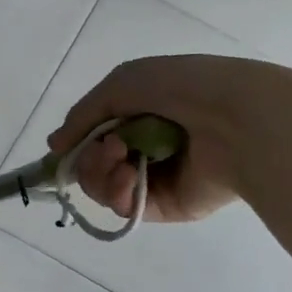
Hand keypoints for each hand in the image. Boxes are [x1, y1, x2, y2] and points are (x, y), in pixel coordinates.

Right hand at [48, 55, 245, 222]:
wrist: (236, 117)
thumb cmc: (182, 88)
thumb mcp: (121, 84)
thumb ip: (83, 115)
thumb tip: (55, 146)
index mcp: (140, 117)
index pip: (95, 139)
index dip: (78, 144)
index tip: (67, 146)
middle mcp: (146, 149)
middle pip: (94, 167)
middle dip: (89, 159)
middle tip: (106, 150)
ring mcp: (156, 180)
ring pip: (104, 189)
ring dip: (100, 174)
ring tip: (120, 159)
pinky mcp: (167, 207)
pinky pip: (126, 208)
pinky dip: (119, 192)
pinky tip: (130, 176)